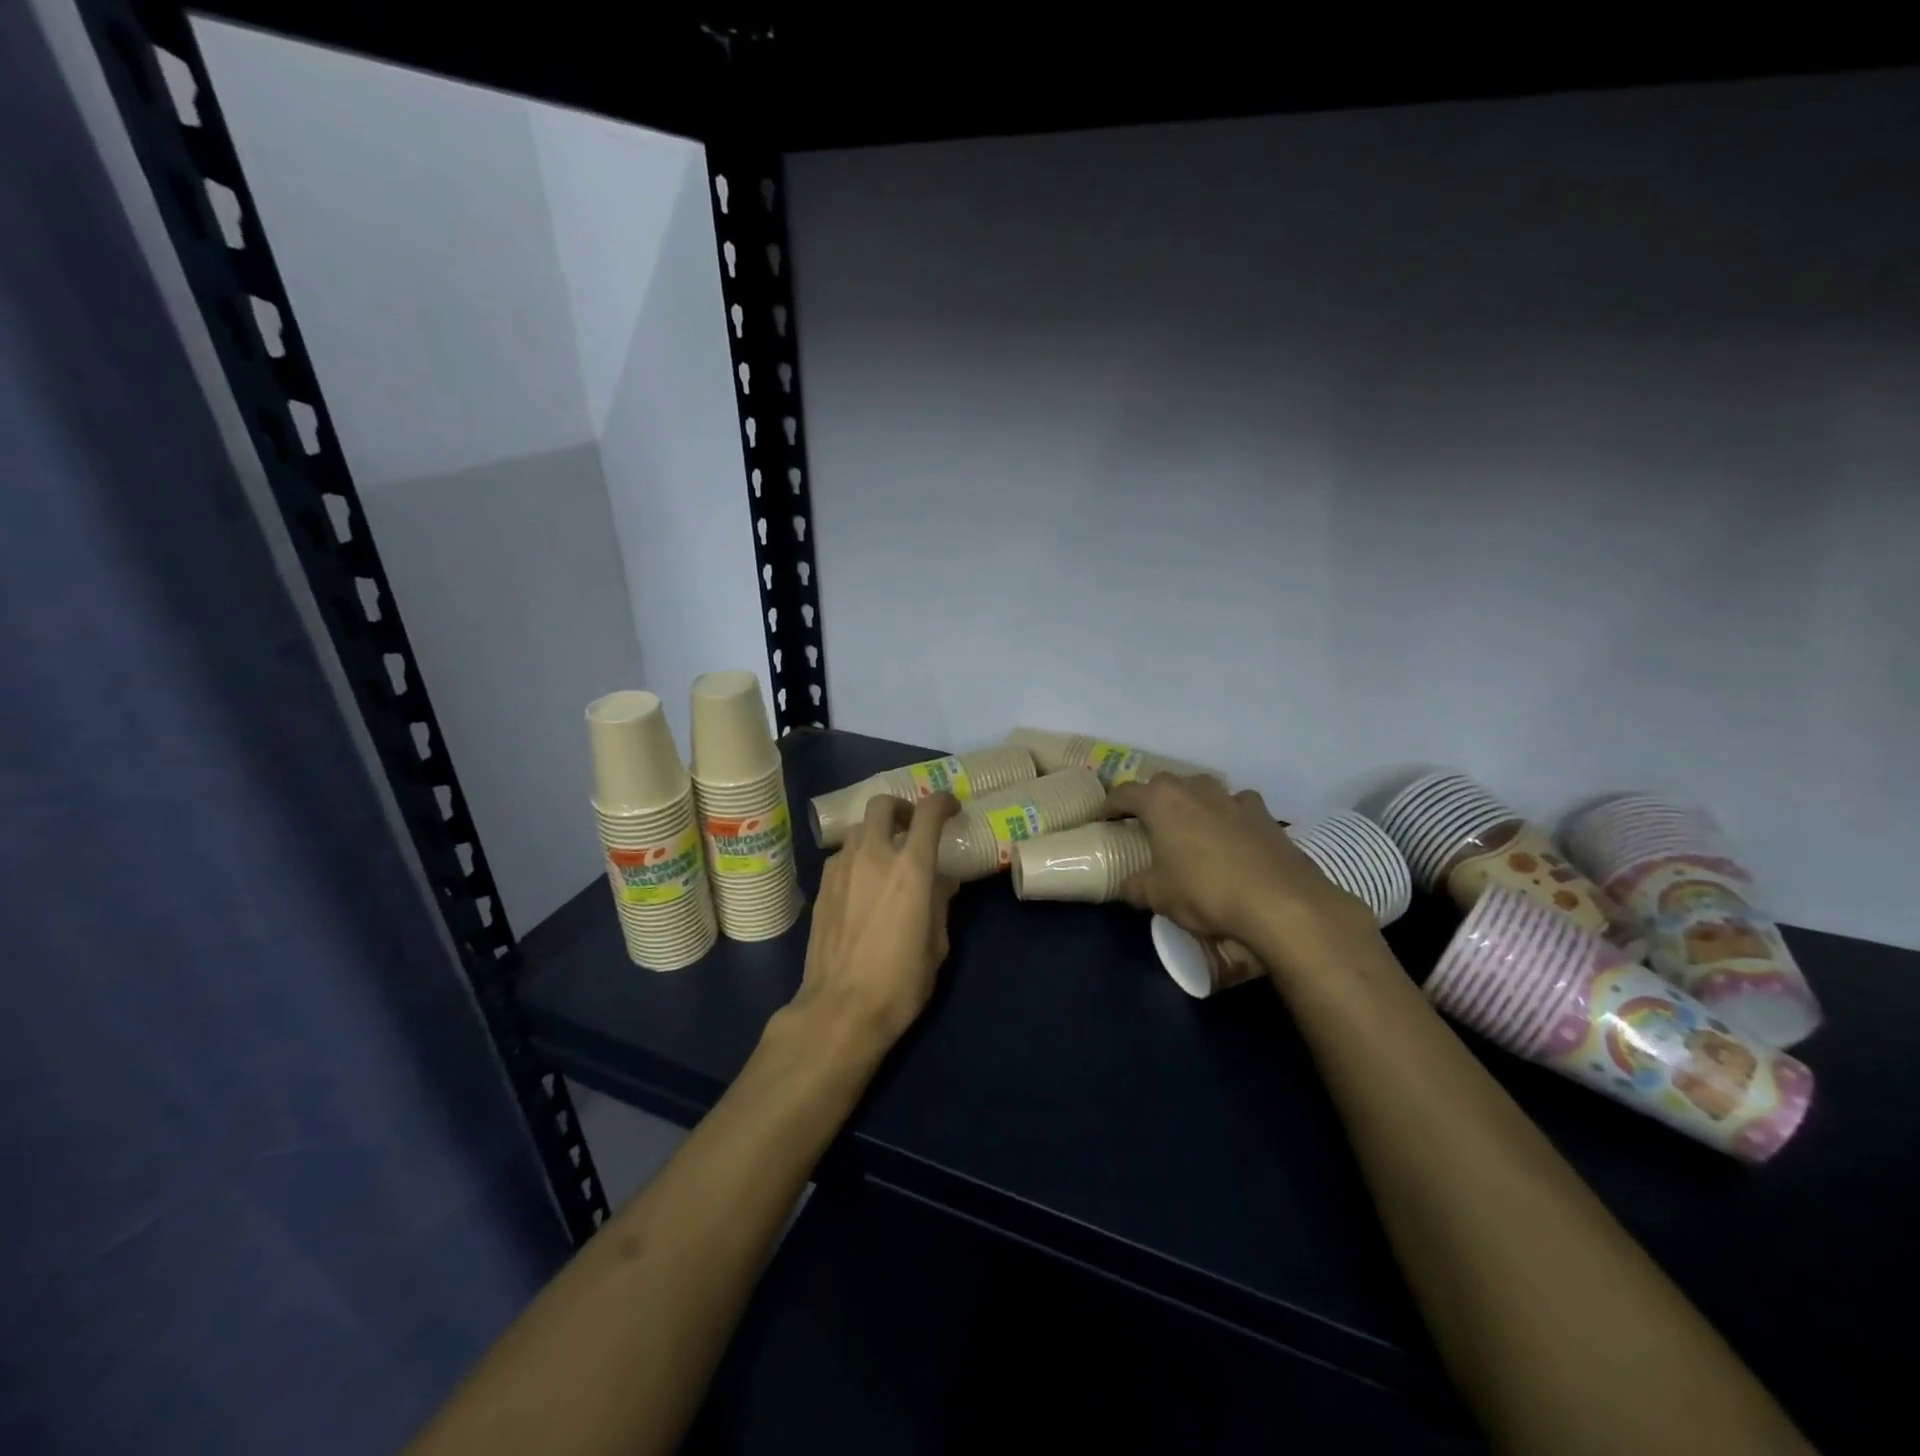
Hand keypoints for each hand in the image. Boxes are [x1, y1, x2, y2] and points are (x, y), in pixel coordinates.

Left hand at [790, 791, 961, 1053]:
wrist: (840, 1009)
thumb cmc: (900, 982)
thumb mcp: (936, 944)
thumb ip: (940, 903)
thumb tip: (942, 882)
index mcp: (911, 868)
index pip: (928, 813)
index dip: (942, 802)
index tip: (951, 809)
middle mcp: (873, 856)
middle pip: (883, 805)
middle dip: (902, 809)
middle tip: (913, 828)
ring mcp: (841, 869)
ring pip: (859, 829)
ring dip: (877, 833)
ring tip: (886, 858)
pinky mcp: (822, 887)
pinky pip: (842, 855)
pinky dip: (856, 857)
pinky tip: (862, 883)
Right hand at [1103, 774, 1380, 980]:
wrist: (1280, 902)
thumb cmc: (1206, 892)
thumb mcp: (1158, 896)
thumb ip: (1136, 886)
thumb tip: (1127, 885)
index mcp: (1161, 801)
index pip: (1124, 793)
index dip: (1110, 805)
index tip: (1103, 817)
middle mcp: (1195, 788)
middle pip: (1164, 784)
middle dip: (1152, 800)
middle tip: (1145, 822)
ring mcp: (1232, 797)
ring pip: (1202, 790)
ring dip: (1191, 803)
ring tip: (1188, 827)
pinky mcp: (1264, 813)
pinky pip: (1237, 806)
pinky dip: (1228, 815)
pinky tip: (1231, 836)